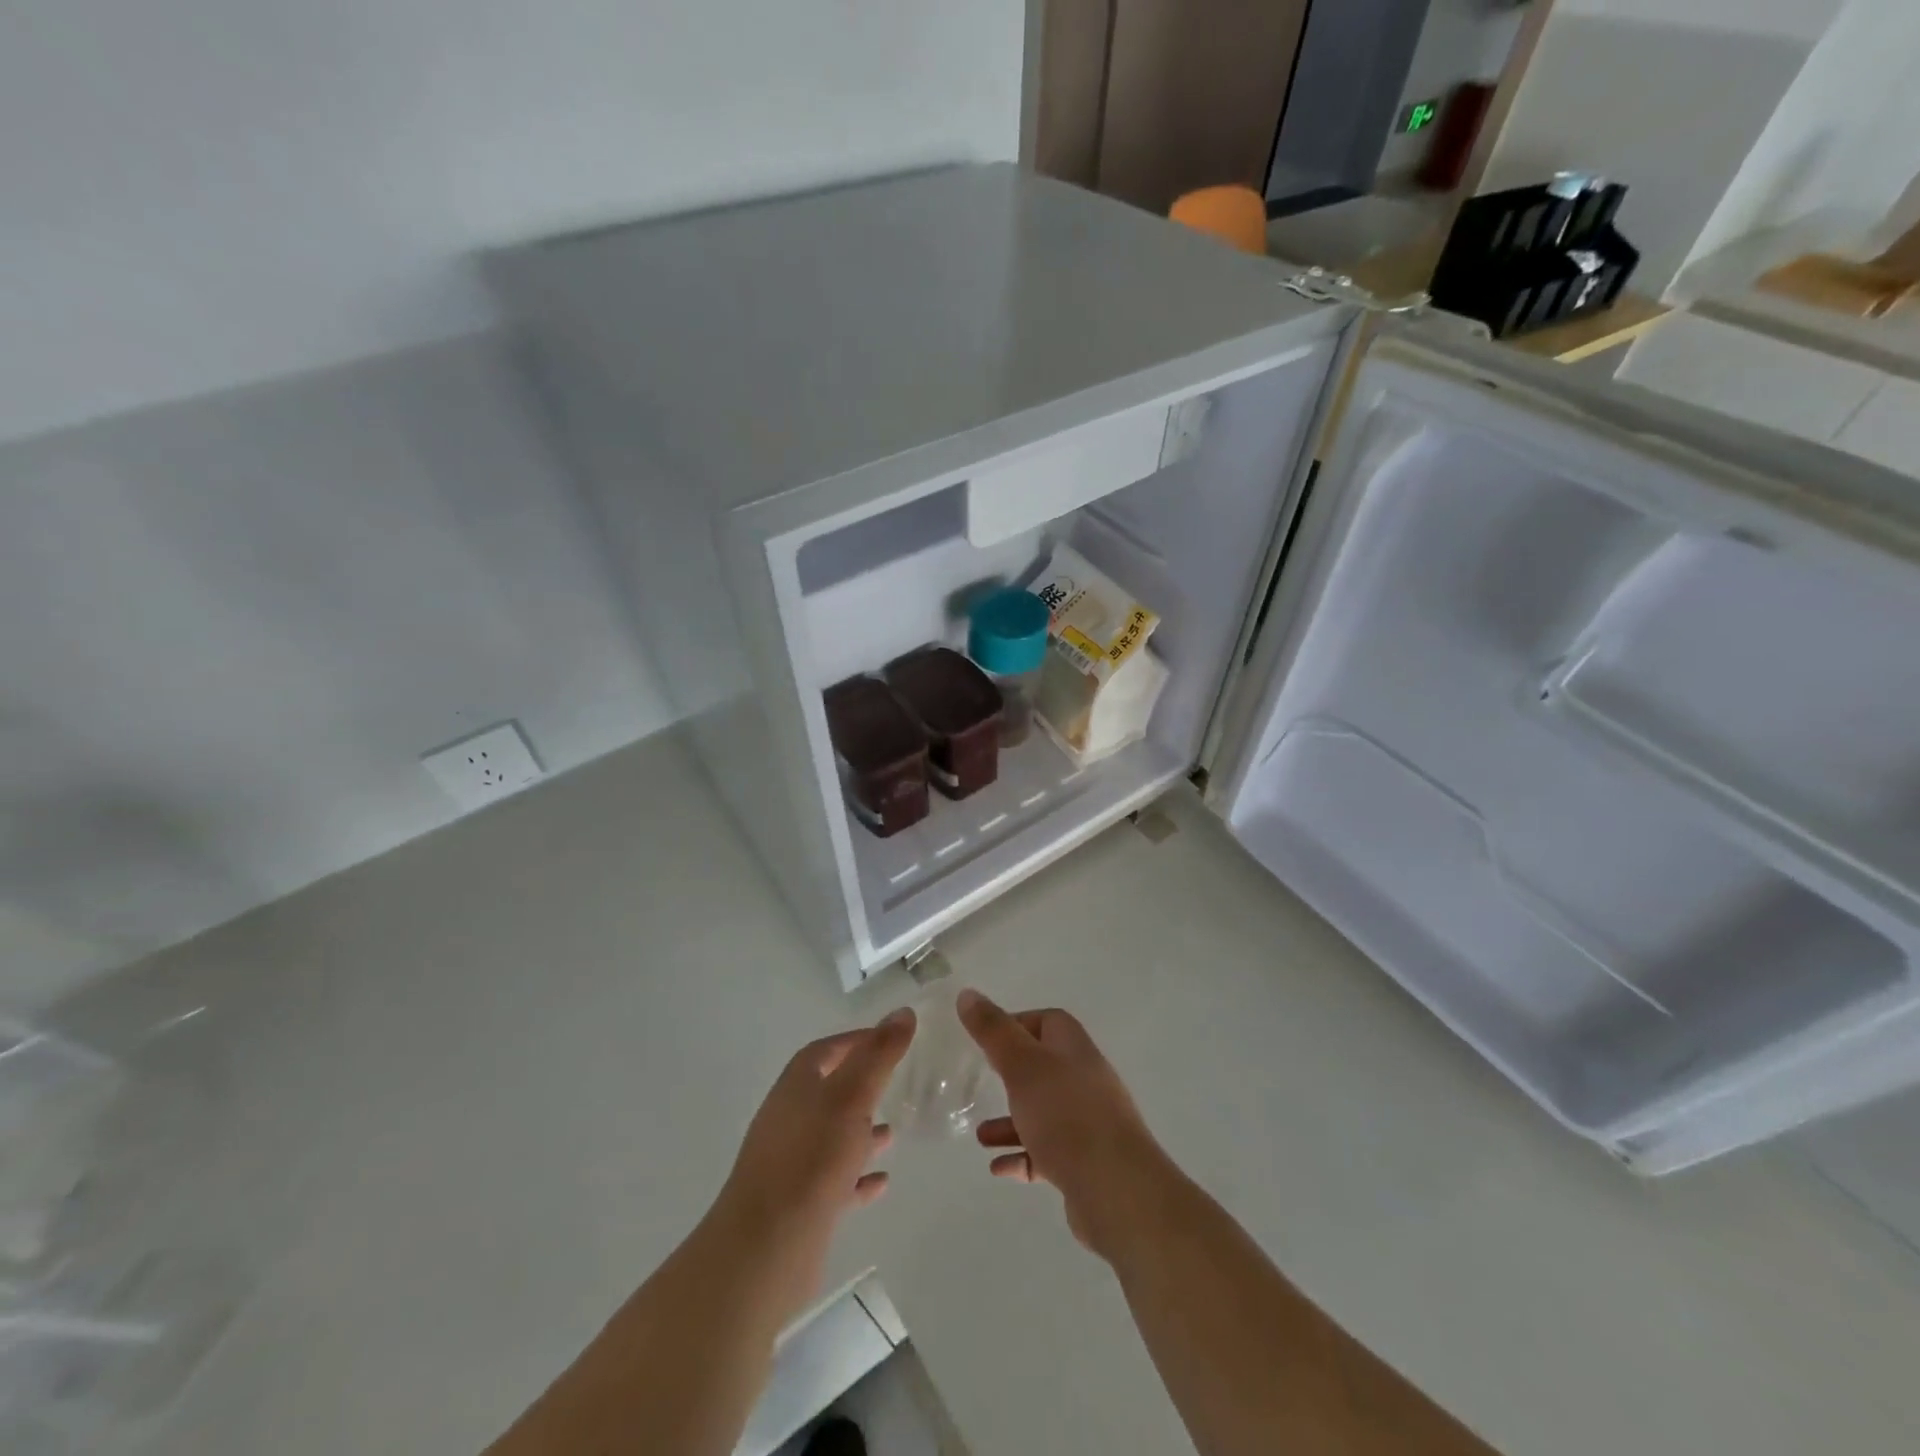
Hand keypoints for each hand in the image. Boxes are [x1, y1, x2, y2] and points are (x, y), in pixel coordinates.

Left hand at [717, 1008, 916, 1238]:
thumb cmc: (812, 1158)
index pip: (826, 1051)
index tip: (890, 1040)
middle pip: (828, 1092)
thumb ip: (879, 1055)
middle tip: (896, 1084)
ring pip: (831, 1138)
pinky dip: (857, 1177)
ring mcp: (791, 1163)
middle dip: (861, 1087)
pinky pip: (834, 1181)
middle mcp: (790, 1119)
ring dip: (860, 1133)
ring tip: (893, 1132)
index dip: (856, 1041)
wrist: (766, 1248)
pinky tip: (882, 1182)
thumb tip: (903, 1012)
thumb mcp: (853, 1096)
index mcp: (796, 1087)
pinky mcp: (799, 1205)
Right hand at [957, 990, 1171, 1260]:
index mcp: (1074, 1049)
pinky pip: (1048, 1152)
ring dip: (1011, 1121)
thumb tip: (967, 994)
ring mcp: (1089, 1123)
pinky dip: (1023, 1155)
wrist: (1117, 1190)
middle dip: (1011, 1075)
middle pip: (1044, 1067)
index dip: (1017, 1024)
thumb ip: (993, 1031)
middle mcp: (1085, 1080)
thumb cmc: (1066, 1116)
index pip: (1048, 1021)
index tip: (986, 1039)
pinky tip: (999, 1168)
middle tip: (982, 1081)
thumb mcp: (1022, 1065)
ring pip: (1044, 1113)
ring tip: (981, 1136)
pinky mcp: (1085, 1162)